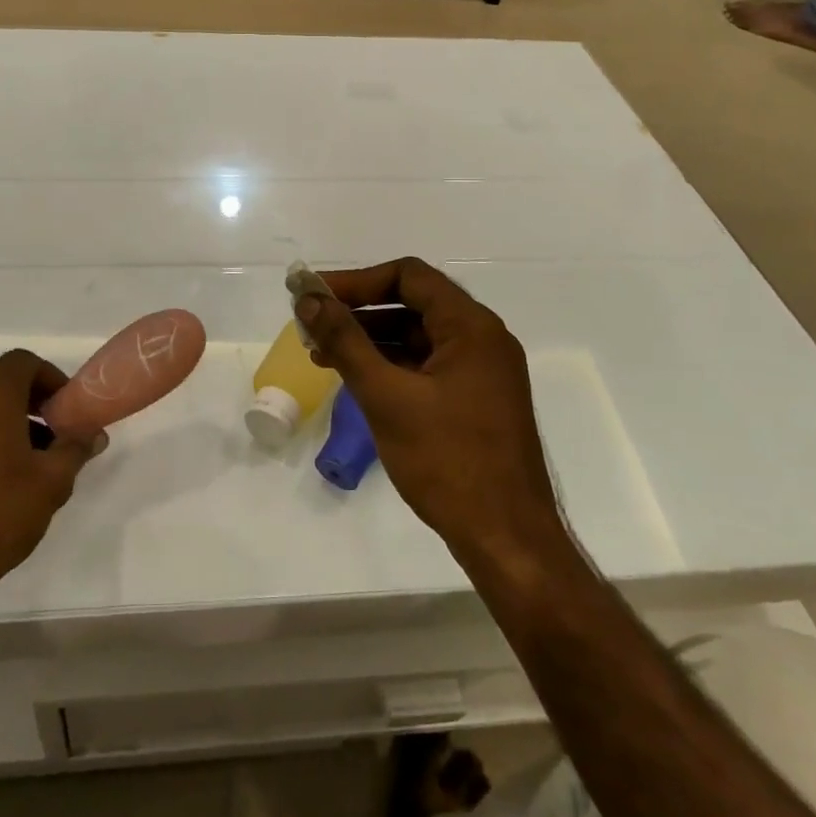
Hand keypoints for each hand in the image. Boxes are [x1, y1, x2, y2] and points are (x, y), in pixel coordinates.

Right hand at [297, 258, 560, 568]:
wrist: (506, 540)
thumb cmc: (447, 461)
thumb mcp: (386, 396)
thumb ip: (345, 342)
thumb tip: (309, 299)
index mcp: (471, 327)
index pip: (408, 276)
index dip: (356, 281)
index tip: (313, 295)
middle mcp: (482, 339)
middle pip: (412, 303)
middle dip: (358, 311)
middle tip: (311, 324)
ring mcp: (482, 372)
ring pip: (418, 336)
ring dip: (370, 339)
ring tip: (322, 355)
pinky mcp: (476, 401)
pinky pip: (427, 366)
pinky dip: (391, 365)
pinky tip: (357, 380)